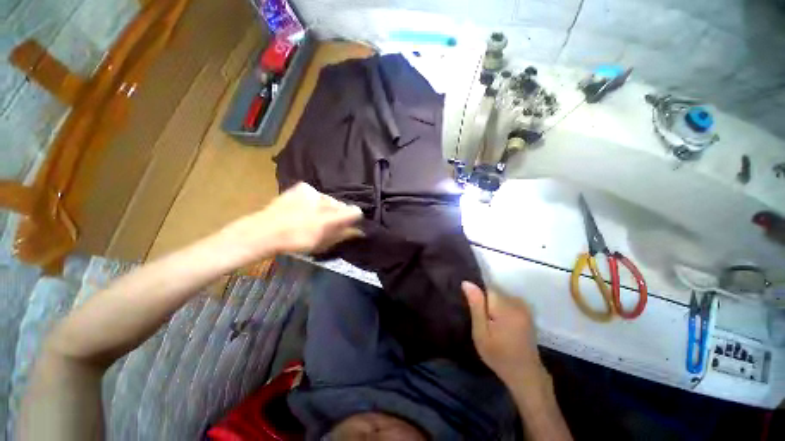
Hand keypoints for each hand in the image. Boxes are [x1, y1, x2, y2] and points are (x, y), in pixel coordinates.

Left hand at [222, 182, 362, 260]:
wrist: (265, 231)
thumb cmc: (296, 241)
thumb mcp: (323, 243)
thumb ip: (343, 235)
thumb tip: (360, 231)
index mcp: (332, 217)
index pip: (355, 212)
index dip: (353, 219)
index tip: (346, 226)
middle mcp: (327, 200)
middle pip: (341, 205)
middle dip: (337, 214)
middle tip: (326, 224)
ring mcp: (314, 191)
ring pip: (328, 199)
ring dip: (325, 207)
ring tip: (312, 217)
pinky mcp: (303, 187)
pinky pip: (316, 194)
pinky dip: (314, 201)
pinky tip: (304, 208)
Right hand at [463, 281, 545, 386]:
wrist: (525, 374)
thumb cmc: (499, 356)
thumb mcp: (481, 334)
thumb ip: (476, 306)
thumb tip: (467, 283)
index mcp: (504, 307)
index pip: (485, 288)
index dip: (478, 298)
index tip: (476, 313)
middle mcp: (516, 302)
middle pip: (493, 291)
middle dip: (485, 302)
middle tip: (483, 322)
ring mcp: (524, 306)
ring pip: (500, 296)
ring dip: (493, 305)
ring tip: (492, 324)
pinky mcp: (527, 311)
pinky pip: (508, 301)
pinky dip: (502, 308)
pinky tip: (501, 324)